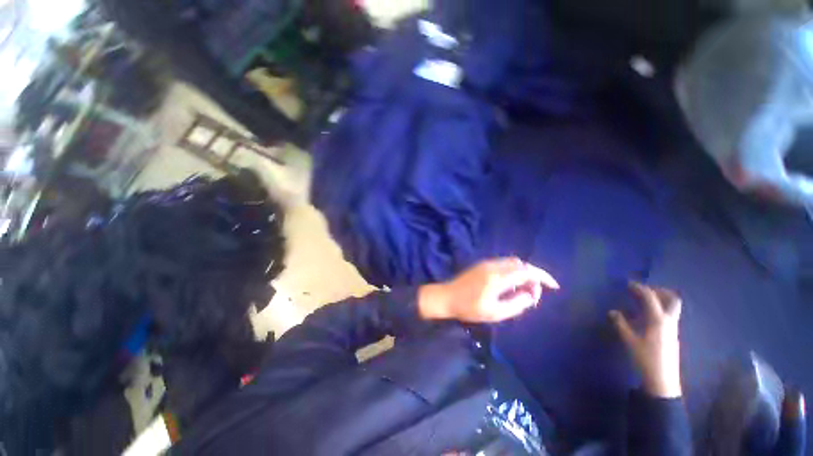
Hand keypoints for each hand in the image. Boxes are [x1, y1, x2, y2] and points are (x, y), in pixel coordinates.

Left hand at [418, 258, 558, 322]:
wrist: (447, 297)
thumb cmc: (469, 308)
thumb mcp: (495, 312)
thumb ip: (517, 304)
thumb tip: (530, 294)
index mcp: (497, 277)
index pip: (526, 271)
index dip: (542, 277)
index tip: (554, 286)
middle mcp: (493, 265)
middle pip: (521, 264)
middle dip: (533, 276)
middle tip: (533, 294)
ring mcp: (486, 263)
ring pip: (512, 263)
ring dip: (523, 273)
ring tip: (523, 291)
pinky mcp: (482, 264)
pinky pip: (504, 264)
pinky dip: (513, 272)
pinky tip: (511, 285)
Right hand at [610, 282, 682, 398]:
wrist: (662, 380)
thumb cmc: (645, 358)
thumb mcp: (629, 340)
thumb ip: (621, 324)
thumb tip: (613, 311)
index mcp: (658, 320)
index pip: (650, 297)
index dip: (639, 288)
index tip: (628, 284)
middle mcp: (669, 321)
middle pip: (672, 299)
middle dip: (658, 291)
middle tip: (643, 290)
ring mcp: (673, 329)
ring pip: (672, 308)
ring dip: (659, 300)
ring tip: (642, 301)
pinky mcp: (672, 335)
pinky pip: (668, 316)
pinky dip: (658, 310)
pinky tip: (645, 316)